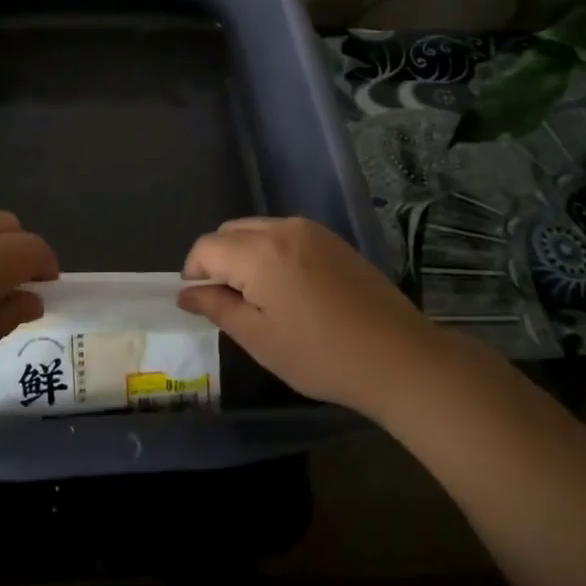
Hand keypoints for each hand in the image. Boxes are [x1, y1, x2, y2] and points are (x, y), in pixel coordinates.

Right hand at [179, 217, 434, 416]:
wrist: (398, 357)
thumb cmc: (321, 355)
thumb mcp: (260, 339)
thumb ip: (217, 308)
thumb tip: (186, 293)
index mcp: (259, 252)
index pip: (206, 247)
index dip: (193, 273)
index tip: (201, 303)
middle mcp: (282, 228)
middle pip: (230, 232)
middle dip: (217, 260)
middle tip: (228, 303)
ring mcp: (311, 230)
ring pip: (257, 230)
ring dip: (244, 254)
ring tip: (258, 297)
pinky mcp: (332, 239)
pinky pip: (284, 234)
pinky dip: (270, 252)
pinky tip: (288, 288)